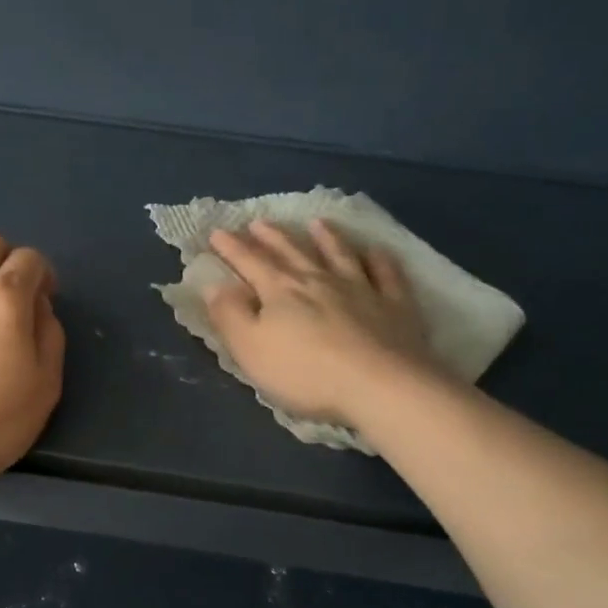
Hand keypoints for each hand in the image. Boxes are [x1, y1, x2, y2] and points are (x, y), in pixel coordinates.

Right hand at [204, 218, 436, 429]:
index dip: (232, 248)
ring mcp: (361, 289)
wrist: (380, 385)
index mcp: (280, 290)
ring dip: (326, 237)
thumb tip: (213, 285)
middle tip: (258, 222)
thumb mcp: (251, 349)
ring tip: (316, 223)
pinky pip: (386, 274)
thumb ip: (230, 315)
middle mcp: (319, 280)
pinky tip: (376, 250)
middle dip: (272, 237)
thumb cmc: (305, 372)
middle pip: (292, 252)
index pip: (250, 262)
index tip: (217, 232)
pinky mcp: (394, 305)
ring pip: (339, 254)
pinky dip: (379, 259)